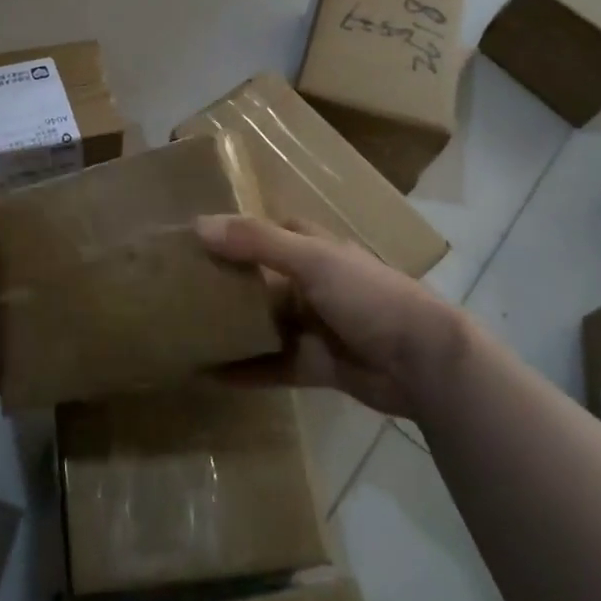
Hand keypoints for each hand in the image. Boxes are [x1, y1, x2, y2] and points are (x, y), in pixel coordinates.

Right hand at [196, 214, 476, 419]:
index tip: (197, 236)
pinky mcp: (316, 365)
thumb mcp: (313, 260)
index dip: (239, 231)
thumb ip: (258, 243)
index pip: (272, 231)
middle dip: (227, 281)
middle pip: (262, 279)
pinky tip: (210, 374)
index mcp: (317, 250)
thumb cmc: (369, 296)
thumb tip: (199, 225)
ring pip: (264, 323)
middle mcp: (313, 284)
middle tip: (177, 285)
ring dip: (233, 326)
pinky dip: (246, 370)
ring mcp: (314, 326)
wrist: (423, 362)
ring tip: (184, 328)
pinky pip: (273, 366)